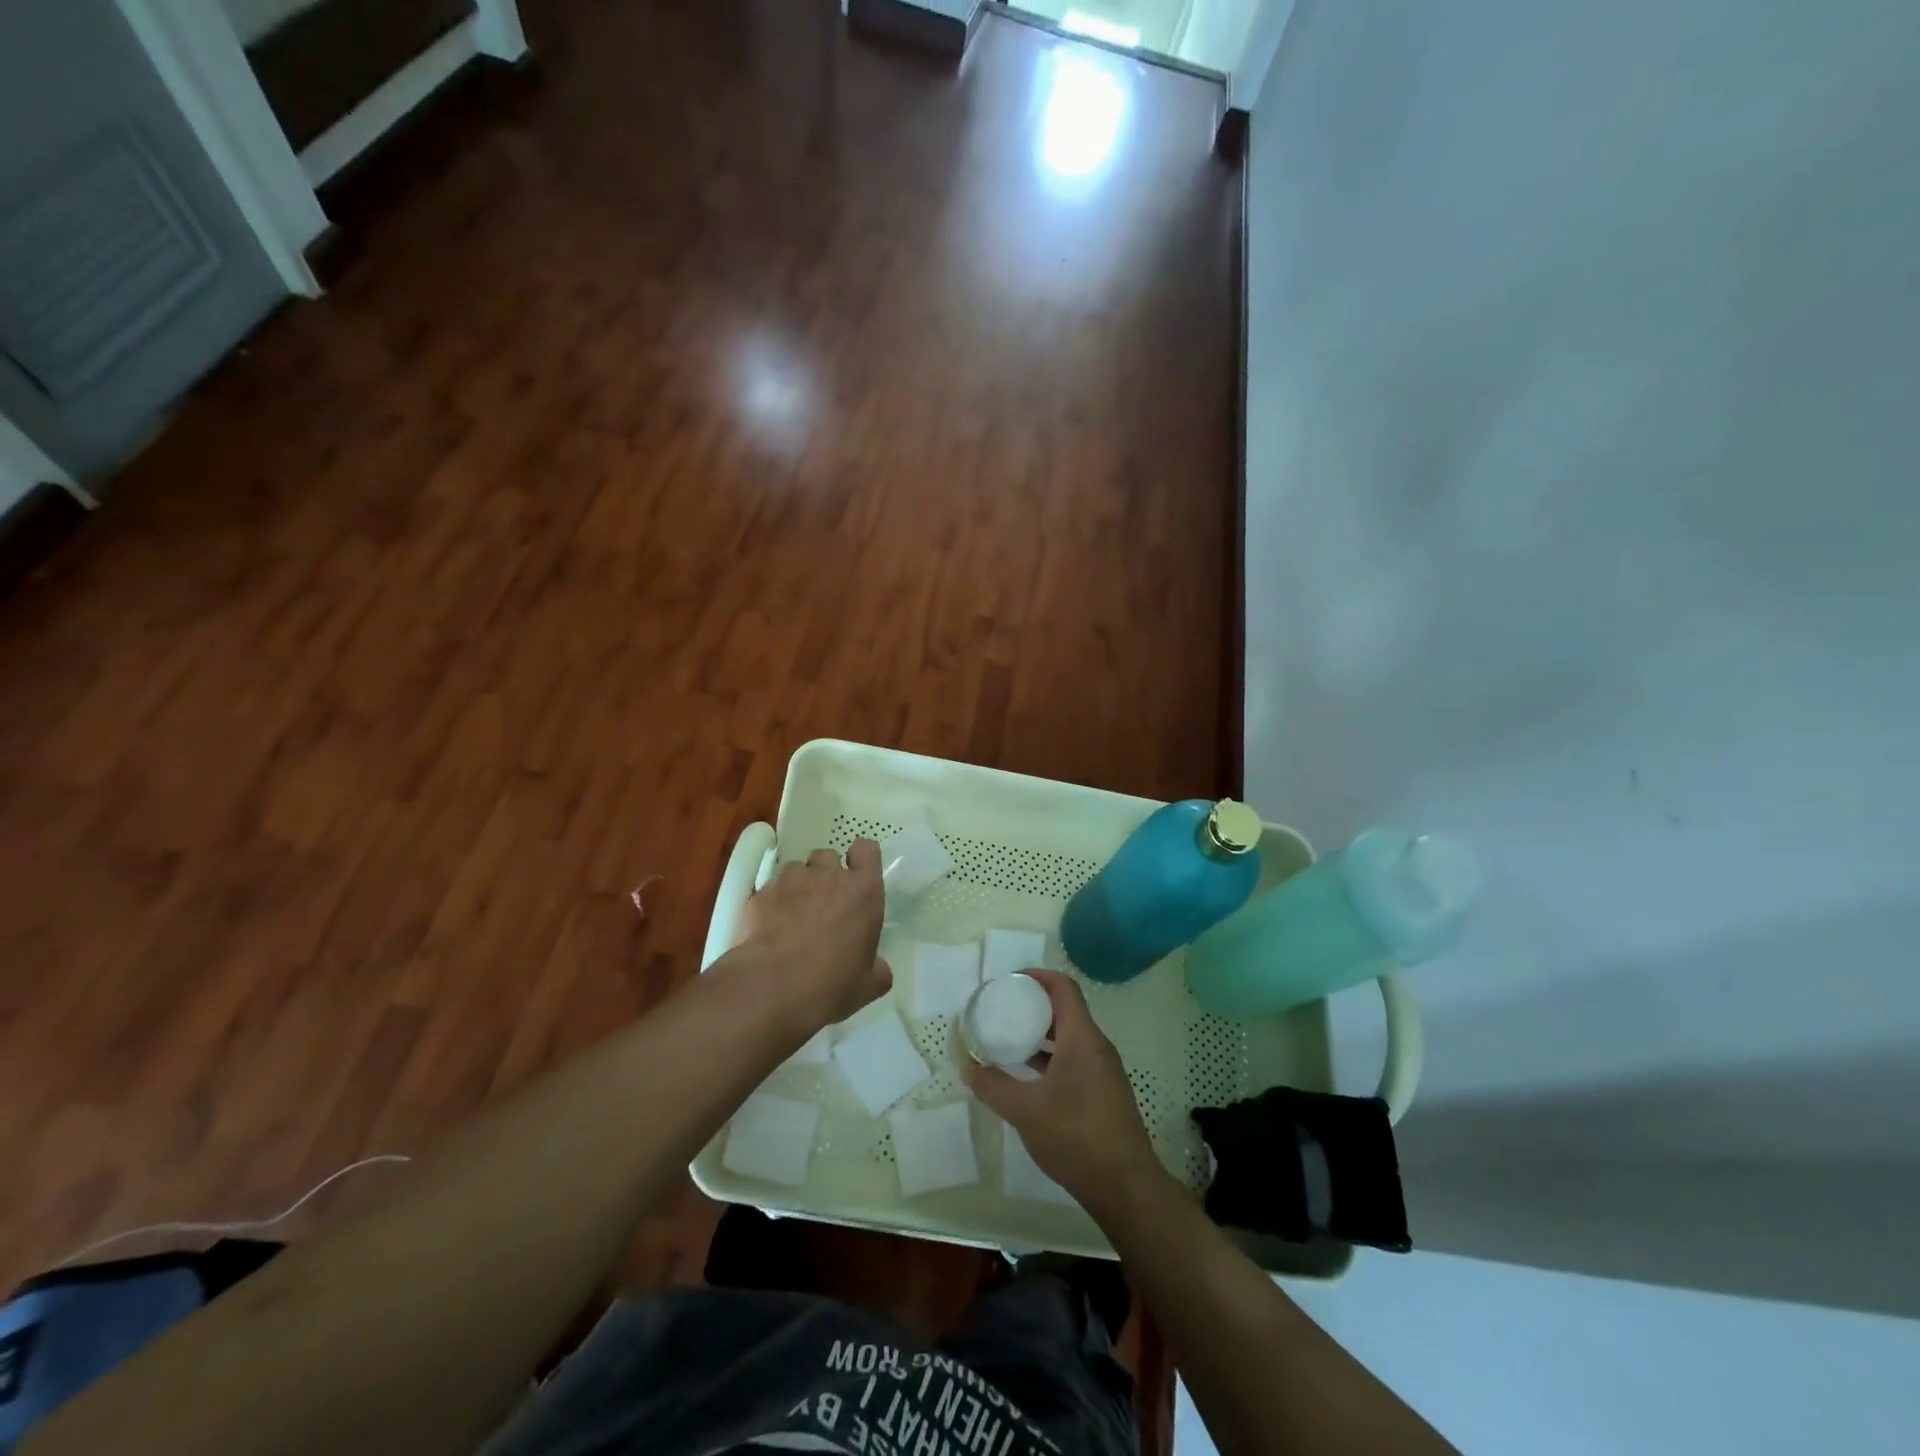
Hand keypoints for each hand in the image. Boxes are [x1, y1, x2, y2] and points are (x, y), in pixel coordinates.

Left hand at [731, 839, 890, 1031]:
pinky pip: (770, 889)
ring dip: (798, 885)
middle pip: (828, 856)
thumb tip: (878, 968)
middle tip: (824, 902)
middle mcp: (828, 876)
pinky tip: (769, 928)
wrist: (772, 987)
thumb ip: (878, 969)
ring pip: (796, 869)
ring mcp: (791, 881)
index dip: (861, 860)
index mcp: (863, 892)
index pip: (867, 850)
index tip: (857, 877)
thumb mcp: (869, 985)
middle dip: (826, 873)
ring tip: (793, 914)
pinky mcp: (761, 894)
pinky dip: (772, 902)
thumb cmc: (831, 983)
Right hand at [963, 969, 1165, 1206]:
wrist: (1125, 1186)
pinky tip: (1029, 1079)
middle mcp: (1097, 1046)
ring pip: (1070, 1038)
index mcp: (1082, 1037)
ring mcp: (1103, 1070)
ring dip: (1041, 1035)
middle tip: (1003, 1011)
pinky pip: (1075, 1060)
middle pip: (1065, 1010)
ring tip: (1010, 1042)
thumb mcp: (1025, 1110)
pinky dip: (1051, 1058)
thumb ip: (993, 1085)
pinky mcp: (1104, 1093)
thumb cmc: (1075, 1136)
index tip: (1009, 981)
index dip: (1037, 976)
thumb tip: (968, 1067)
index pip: (1063, 987)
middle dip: (1034, 1006)